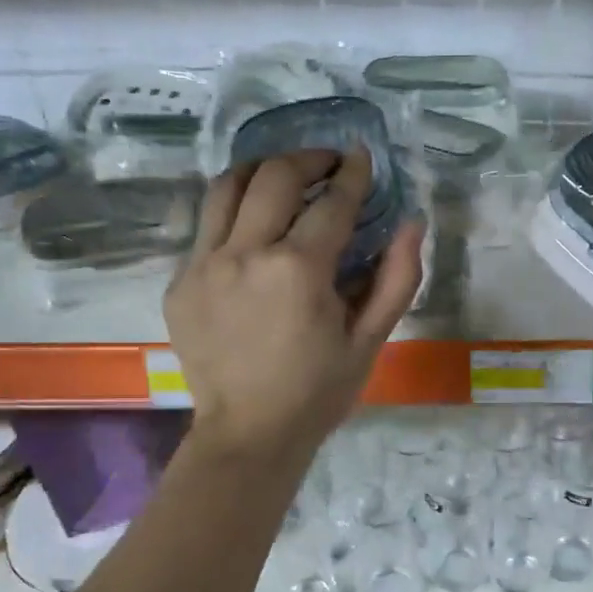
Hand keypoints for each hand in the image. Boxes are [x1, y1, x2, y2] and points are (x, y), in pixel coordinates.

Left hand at [165, 149, 423, 461]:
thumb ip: (397, 278)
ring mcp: (203, 266)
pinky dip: (234, 214)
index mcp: (298, 270)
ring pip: (226, 187)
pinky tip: (254, 230)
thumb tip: (412, 222)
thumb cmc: (319, 392)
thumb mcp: (370, 340)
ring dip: (261, 170)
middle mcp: (245, 254)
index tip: (362, 157)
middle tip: (328, 162)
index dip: (353, 175)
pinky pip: (205, 228)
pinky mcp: (180, 283)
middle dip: (308, 158)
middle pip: (274, 176)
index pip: (332, 202)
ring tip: (284, 177)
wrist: (249, 434)